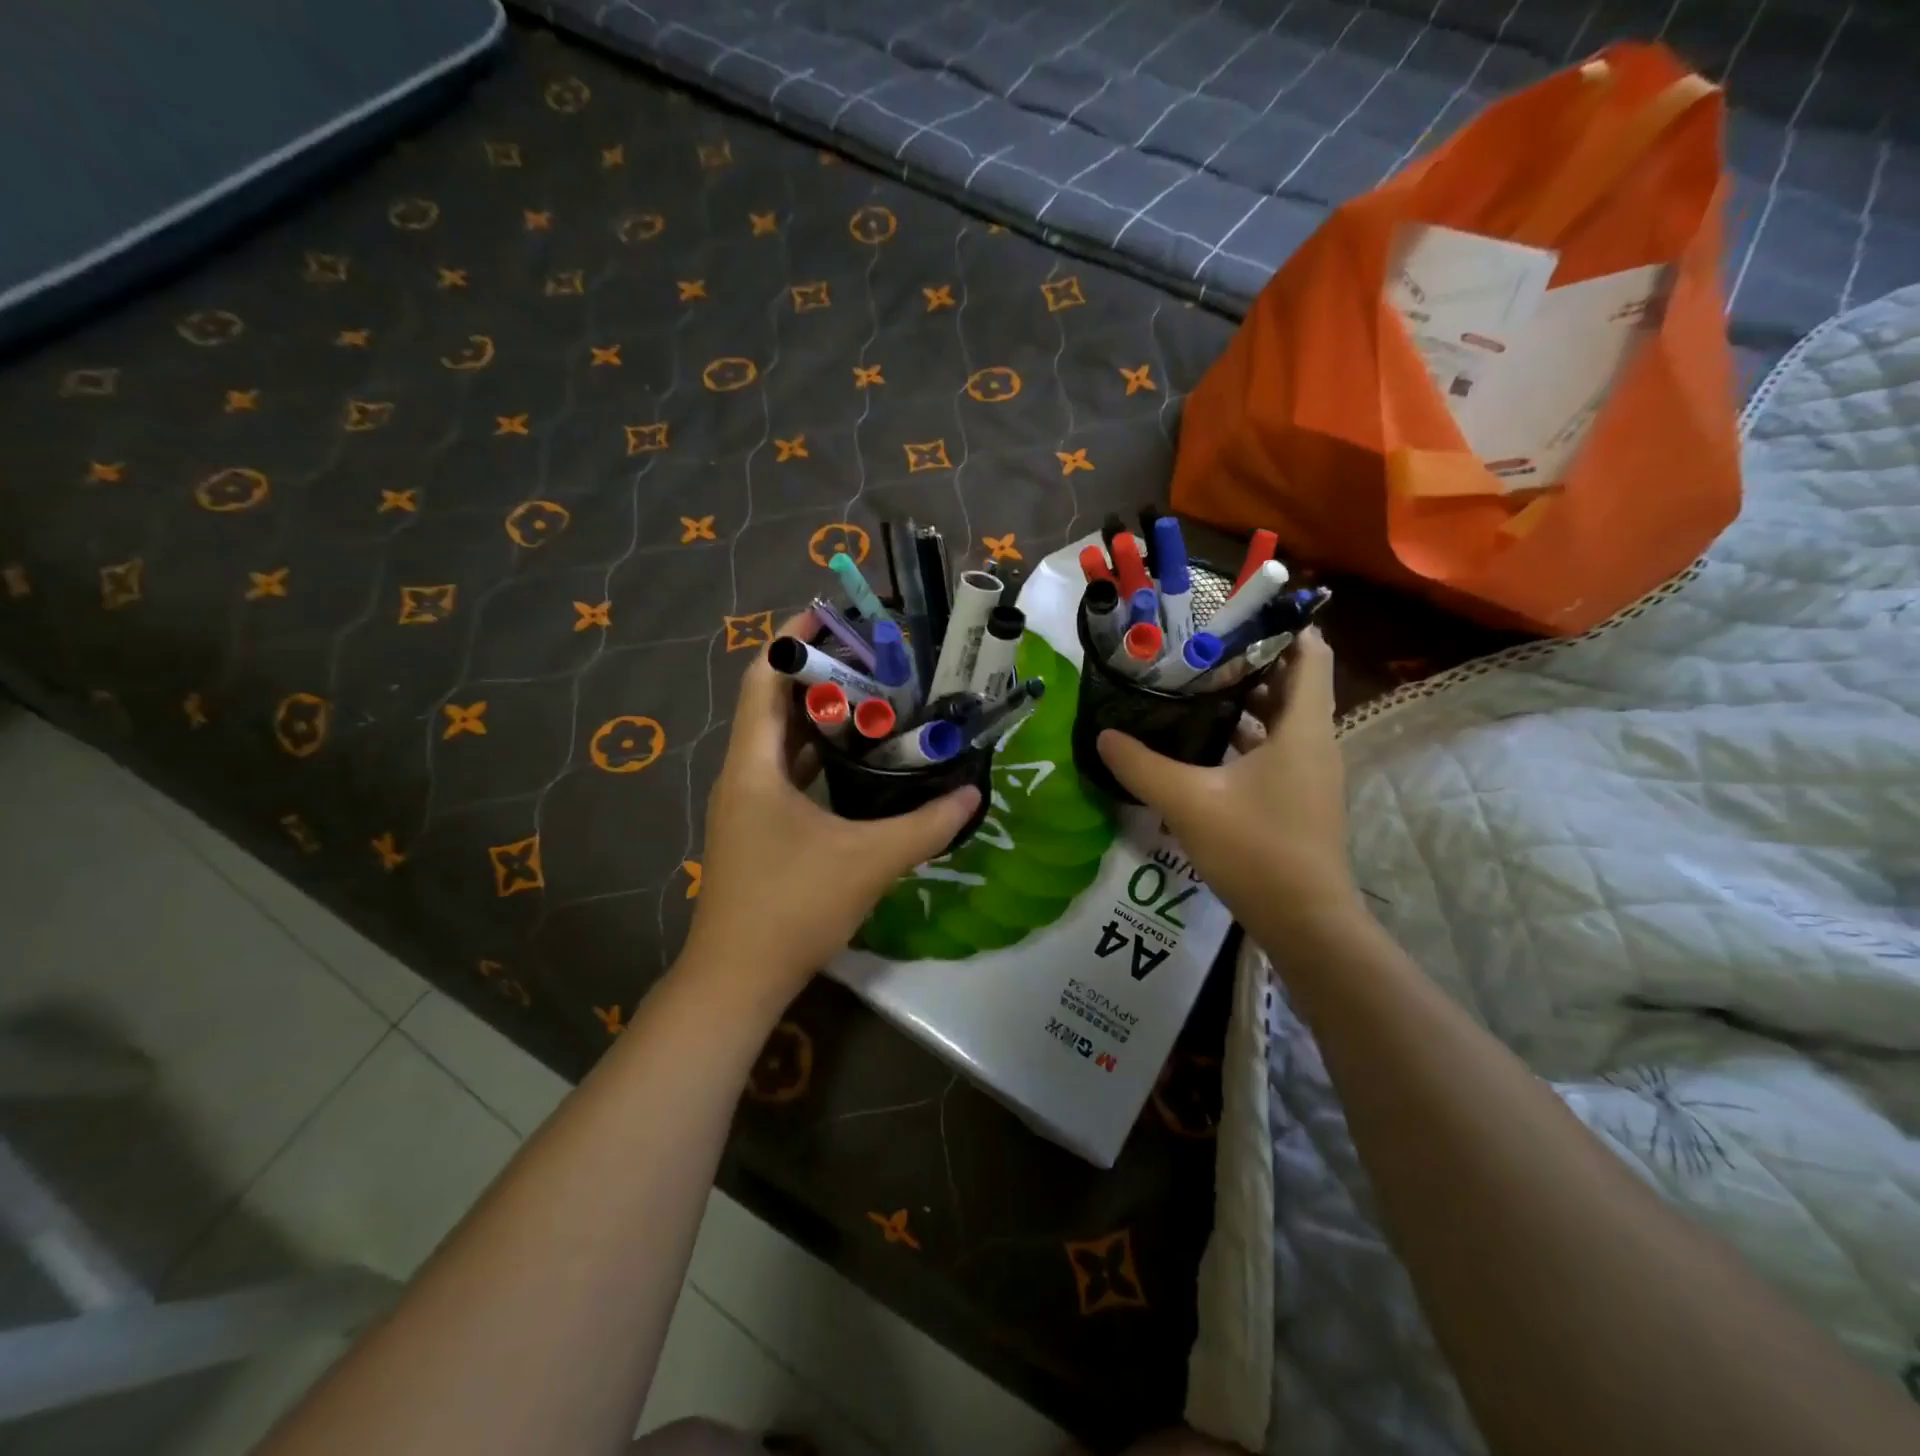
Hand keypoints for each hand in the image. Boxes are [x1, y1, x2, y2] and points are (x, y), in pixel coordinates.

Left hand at [681, 611, 980, 998]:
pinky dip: (819, 756)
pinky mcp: (758, 829)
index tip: (836, 616)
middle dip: (819, 674)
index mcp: (756, 764)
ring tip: (875, 699)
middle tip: (874, 657)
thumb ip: (926, 825)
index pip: (765, 677)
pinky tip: (860, 762)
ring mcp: (747, 804)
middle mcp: (744, 774)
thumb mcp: (869, 861)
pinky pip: (787, 773)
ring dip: (821, 717)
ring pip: (781, 741)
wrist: (737, 979)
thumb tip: (973, 794)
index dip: (795, 640)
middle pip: (774, 703)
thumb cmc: (793, 907)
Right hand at [1097, 629, 1360, 934]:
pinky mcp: (1299, 798)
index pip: (1311, 654)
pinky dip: (1246, 737)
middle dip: (1250, 662)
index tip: (1234, 615)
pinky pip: (1276, 750)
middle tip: (1197, 650)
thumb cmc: (1256, 849)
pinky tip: (1203, 745)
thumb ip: (1142, 765)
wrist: (1305, 922)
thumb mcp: (1188, 802)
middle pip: (1293, 683)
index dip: (1281, 627)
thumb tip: (1104, 735)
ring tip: (1194, 688)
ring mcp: (1310, 773)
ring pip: (1283, 720)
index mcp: (1303, 728)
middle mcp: (1315, 742)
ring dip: (1246, 701)